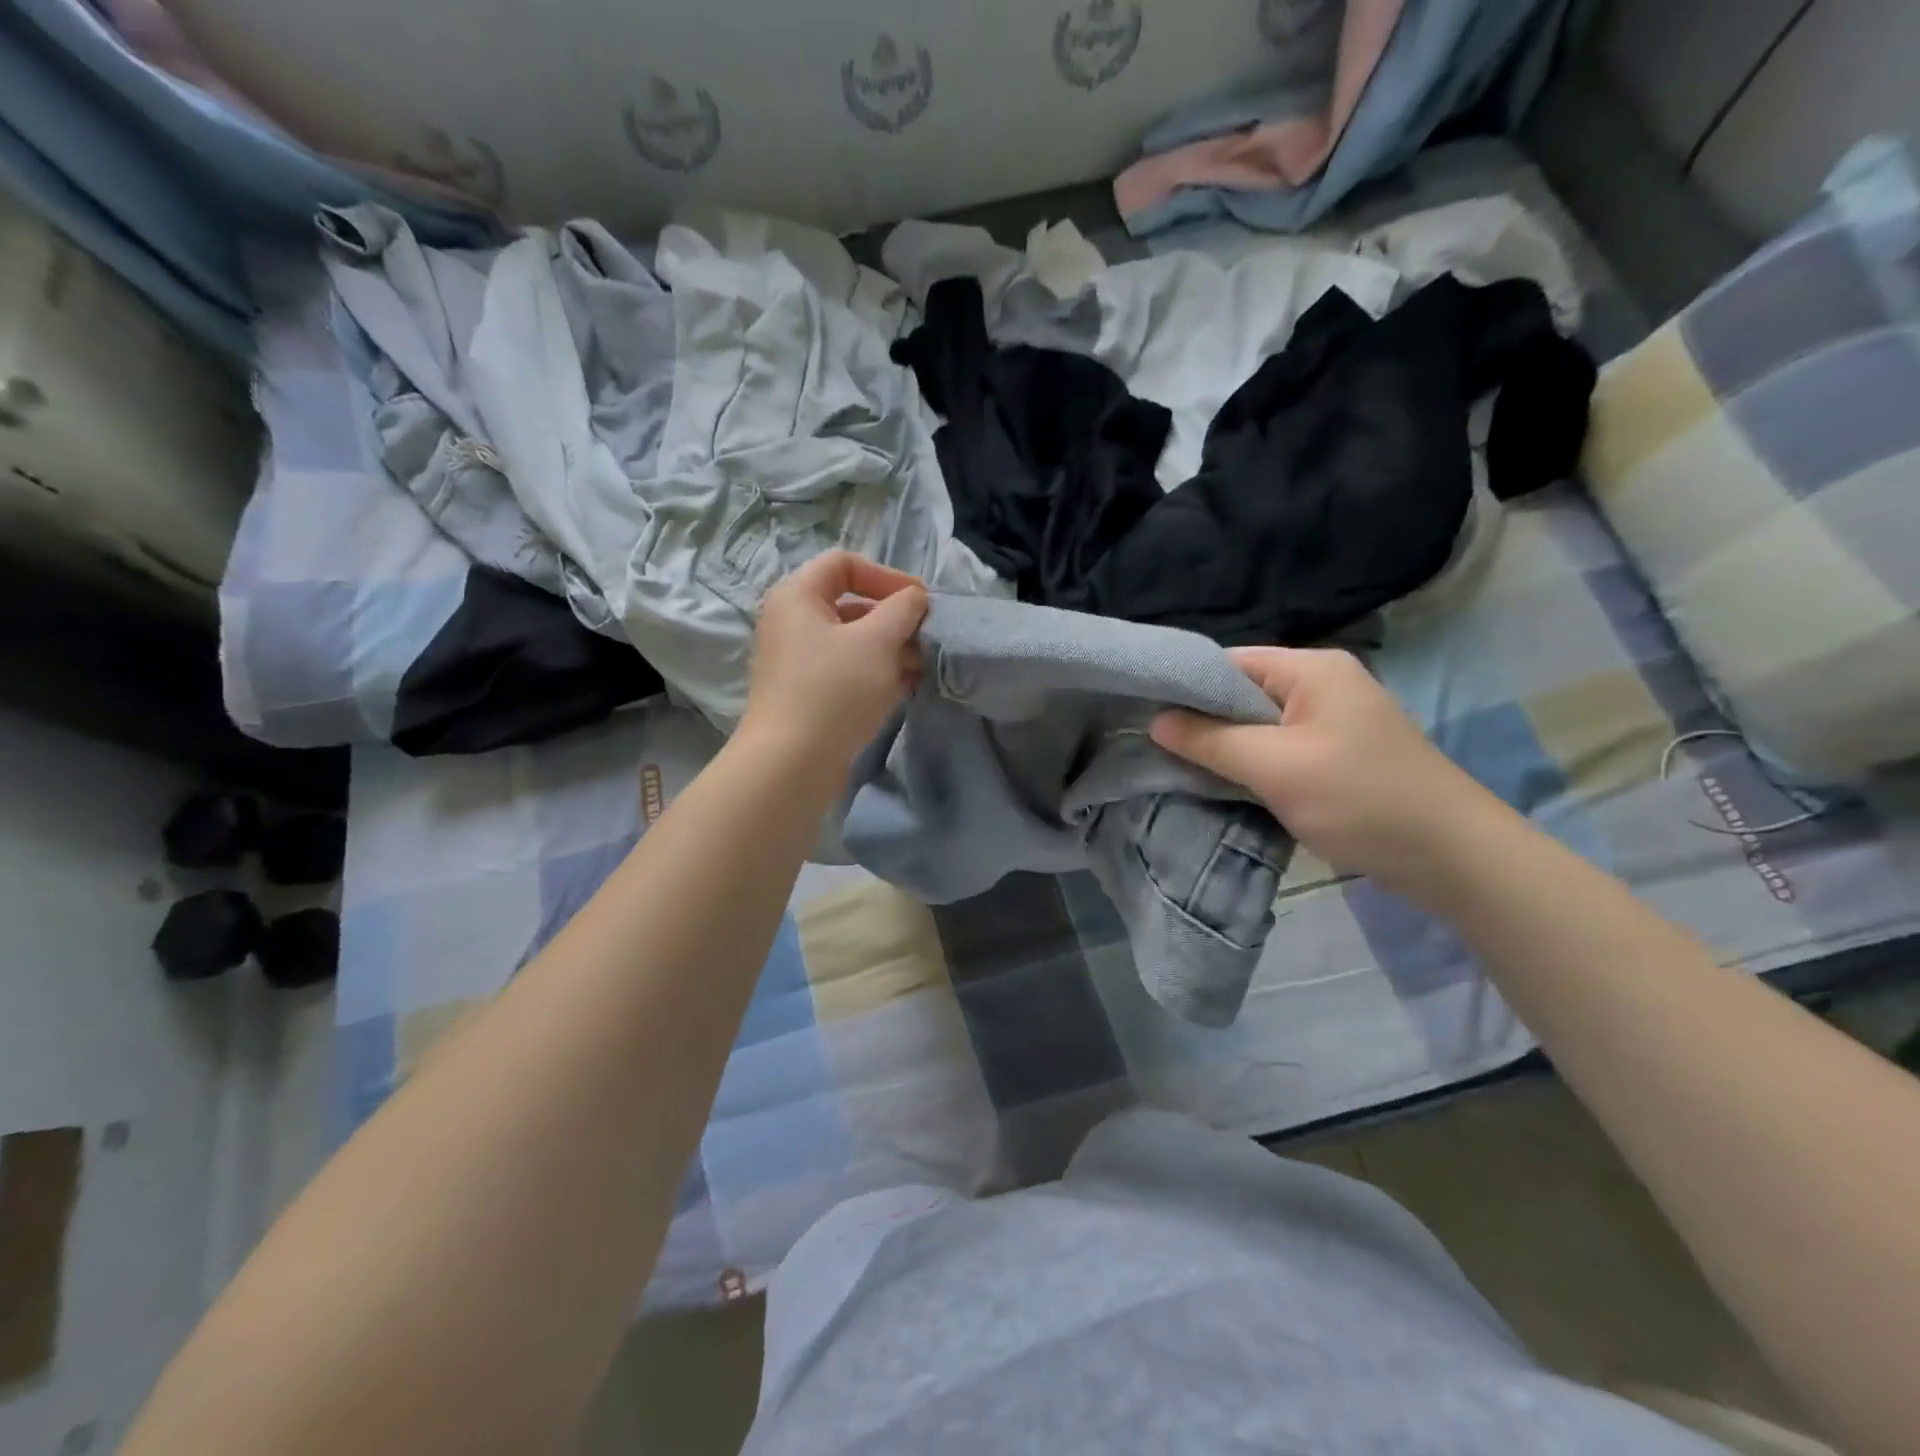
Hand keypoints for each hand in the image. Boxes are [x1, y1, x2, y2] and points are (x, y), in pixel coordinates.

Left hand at [739, 551, 927, 772]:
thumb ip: (903, 609)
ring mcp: (797, 660)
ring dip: (890, 649)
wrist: (791, 763)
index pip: (845, 563)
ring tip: (920, 670)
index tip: (920, 603)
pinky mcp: (806, 694)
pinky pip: (846, 670)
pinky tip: (903, 690)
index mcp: (797, 596)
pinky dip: (875, 674)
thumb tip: (915, 598)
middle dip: (894, 619)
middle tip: (926, 640)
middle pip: (851, 604)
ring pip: (852, 641)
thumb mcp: (877, 641)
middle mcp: (791, 622)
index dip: (887, 576)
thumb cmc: (834, 690)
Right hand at [1151, 647, 1504, 896]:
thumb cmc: (1360, 799)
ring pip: (1258, 726)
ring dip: (1225, 748)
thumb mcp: (1275, 766)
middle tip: (1156, 748)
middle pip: (1242, 694)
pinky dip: (1251, 766)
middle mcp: (1322, 686)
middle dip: (1202, 721)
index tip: (1144, 714)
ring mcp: (1332, 723)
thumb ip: (1210, 740)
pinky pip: (1278, 750)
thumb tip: (1154, 721)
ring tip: (1180, 768)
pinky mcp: (1336, 757)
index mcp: (1311, 670)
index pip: (1229, 662)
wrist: (1451, 857)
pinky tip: (1223, 786)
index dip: (1185, 685)